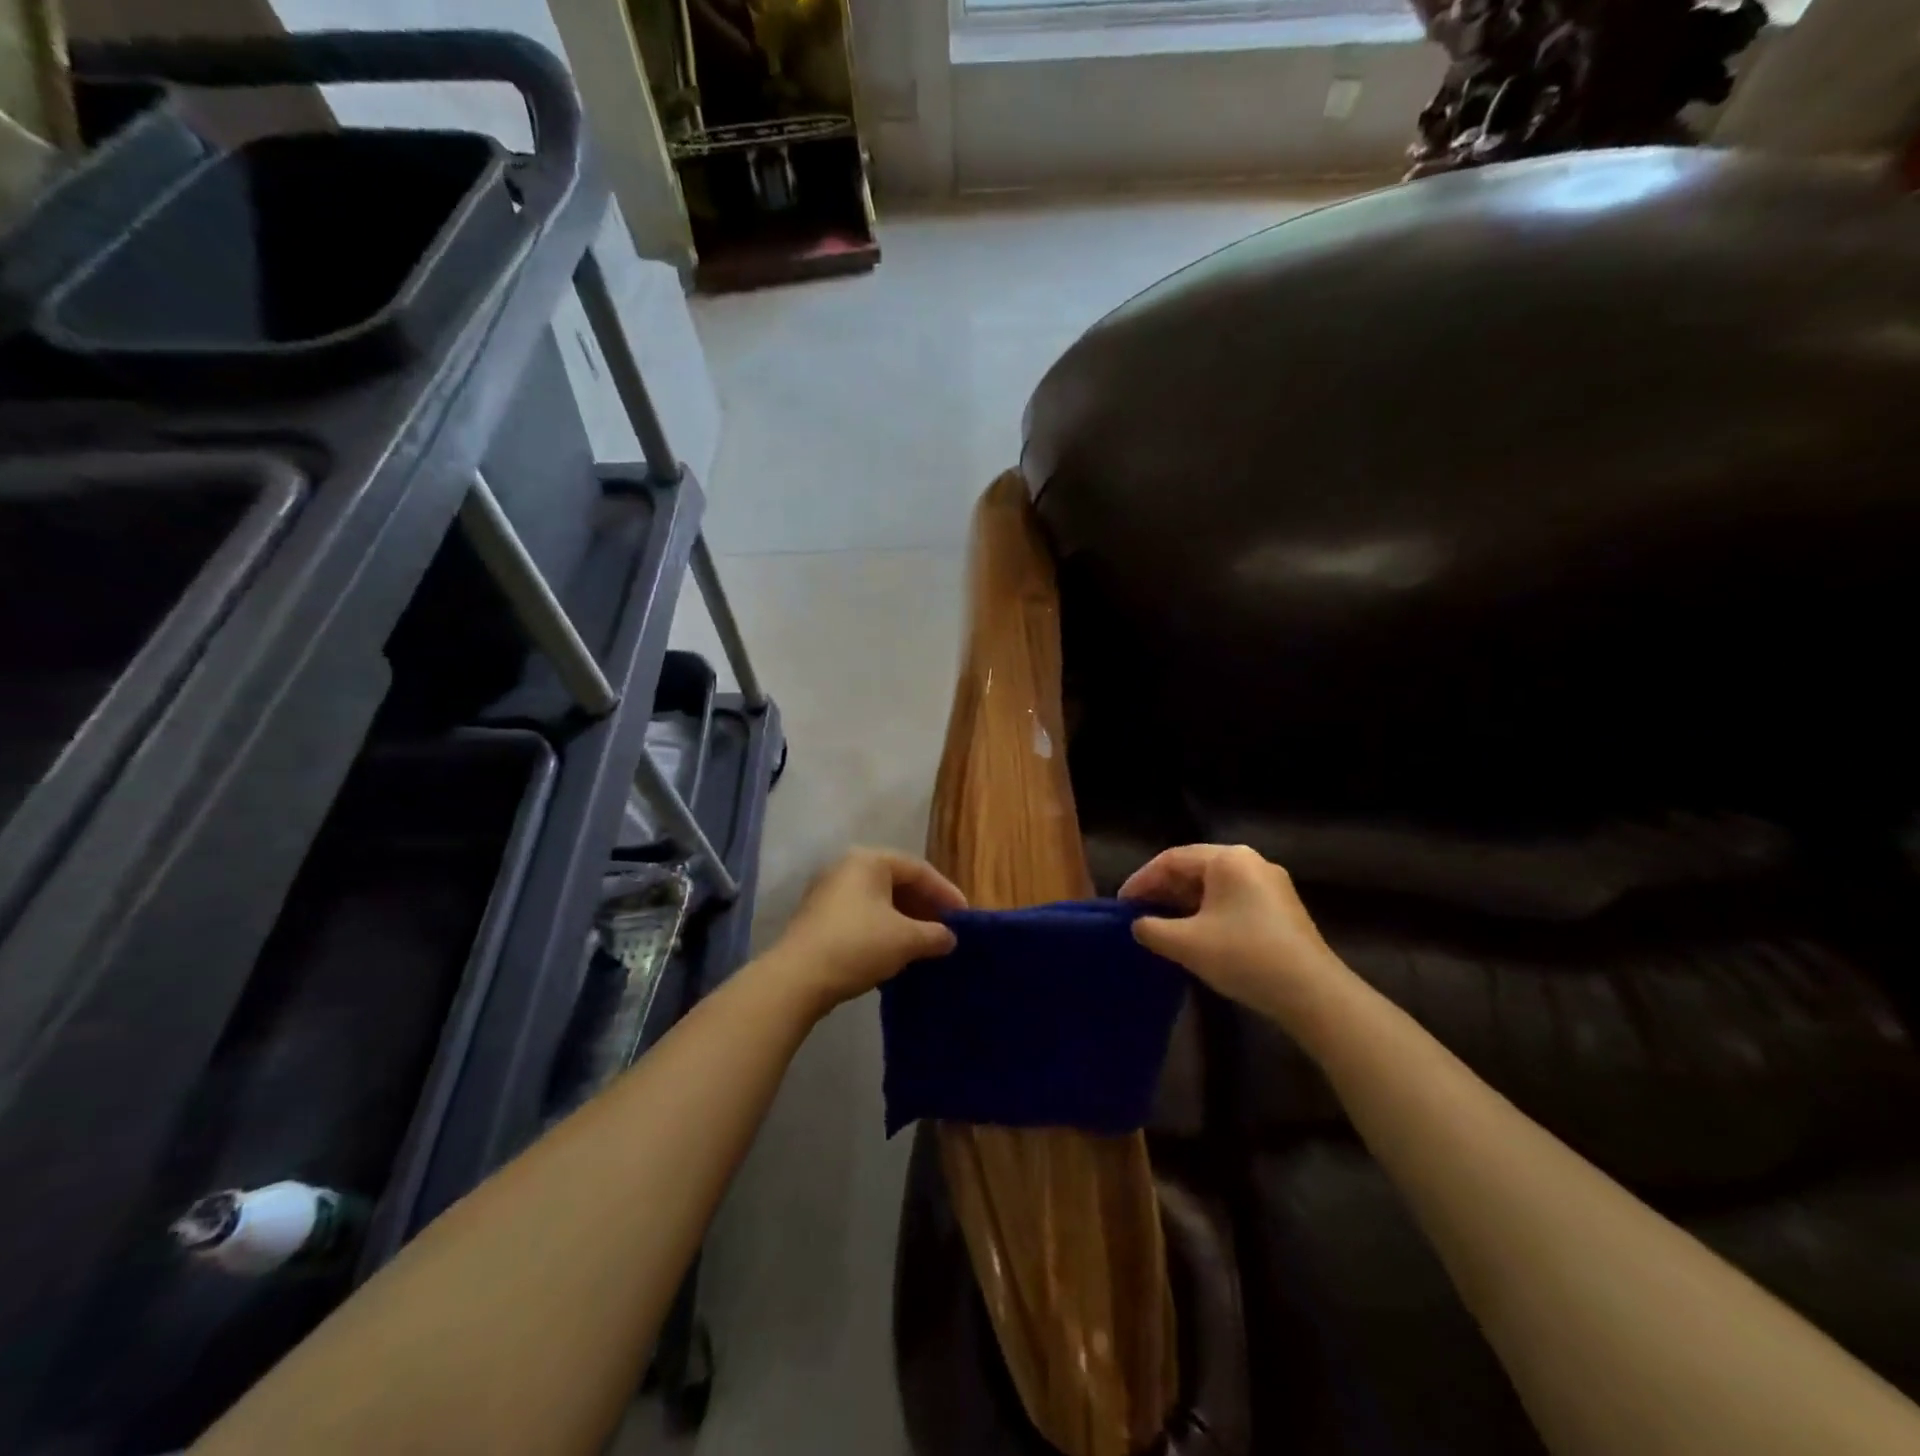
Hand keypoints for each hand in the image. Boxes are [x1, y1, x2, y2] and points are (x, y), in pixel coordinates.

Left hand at [765, 847, 965, 1012]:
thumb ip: (935, 935)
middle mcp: (846, 867)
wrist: (797, 978)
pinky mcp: (817, 918)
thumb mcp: (906, 940)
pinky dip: (882, 930)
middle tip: (945, 930)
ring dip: (904, 921)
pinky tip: (894, 953)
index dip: (945, 892)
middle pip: (897, 882)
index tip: (964, 917)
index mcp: (869, 860)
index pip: (918, 869)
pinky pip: (861, 916)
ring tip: (924, 944)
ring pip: (878, 901)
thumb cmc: (858, 945)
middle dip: (924, 907)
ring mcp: (827, 892)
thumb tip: (948, 938)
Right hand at [1120, 844, 1344, 1027]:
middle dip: (1163, 891)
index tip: (1121, 905)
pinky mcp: (1281, 909)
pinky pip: (1232, 900)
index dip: (1141, 881)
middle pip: (1194, 869)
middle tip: (1138, 914)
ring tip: (1161, 925)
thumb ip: (1152, 929)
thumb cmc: (1244, 956)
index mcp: (1227, 859)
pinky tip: (1195, 934)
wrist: (1313, 994)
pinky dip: (1207, 912)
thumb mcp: (1187, 944)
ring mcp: (1270, 885)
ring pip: (1213, 886)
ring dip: (1184, 903)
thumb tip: (1138, 925)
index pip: (1171, 859)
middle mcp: (1250, 862)